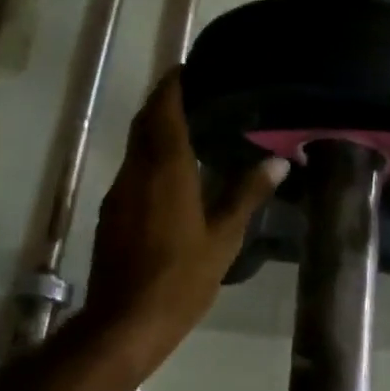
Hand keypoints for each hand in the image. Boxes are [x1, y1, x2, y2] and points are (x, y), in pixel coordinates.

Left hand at [78, 70, 288, 373]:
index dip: (172, 85)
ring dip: (155, 130)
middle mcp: (136, 171)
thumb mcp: (224, 237)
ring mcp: (119, 192)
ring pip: (135, 146)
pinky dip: (148, 157)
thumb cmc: (181, 278)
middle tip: (193, 93)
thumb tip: (277, 162)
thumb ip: (247, 194)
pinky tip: (171, 173)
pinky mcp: (111, 212)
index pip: (163, 110)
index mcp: (165, 169)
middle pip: (144, 122)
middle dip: (162, 102)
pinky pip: (131, 170)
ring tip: (188, 127)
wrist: (126, 321)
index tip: (187, 69)